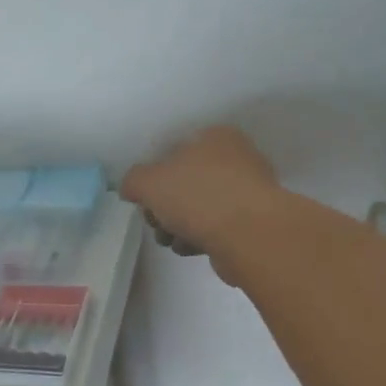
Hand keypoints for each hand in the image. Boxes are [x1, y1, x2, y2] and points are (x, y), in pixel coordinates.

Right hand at [121, 126, 281, 275]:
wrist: (249, 235)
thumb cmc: (197, 196)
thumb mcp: (148, 182)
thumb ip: (133, 181)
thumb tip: (132, 188)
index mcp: (214, 137)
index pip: (173, 152)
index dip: (153, 178)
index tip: (145, 201)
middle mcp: (236, 158)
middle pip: (185, 183)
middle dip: (165, 207)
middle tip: (157, 223)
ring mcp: (248, 191)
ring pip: (200, 208)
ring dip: (179, 226)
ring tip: (172, 240)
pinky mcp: (253, 223)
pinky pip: (217, 227)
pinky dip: (200, 237)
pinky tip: (192, 248)